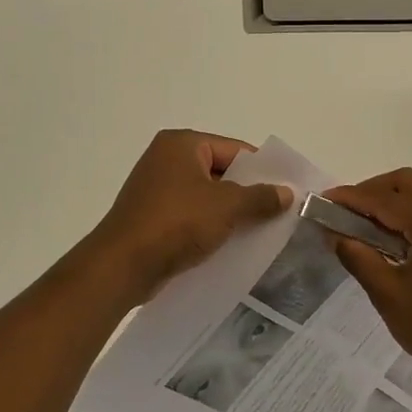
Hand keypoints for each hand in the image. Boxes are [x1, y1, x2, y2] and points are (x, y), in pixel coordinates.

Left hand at [88, 130, 292, 300]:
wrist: (123, 266)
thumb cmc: (176, 223)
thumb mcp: (227, 207)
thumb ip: (260, 197)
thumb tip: (287, 193)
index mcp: (182, 144)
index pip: (235, 149)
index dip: (263, 170)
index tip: (288, 191)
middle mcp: (167, 159)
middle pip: (222, 172)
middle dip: (249, 193)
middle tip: (280, 213)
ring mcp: (157, 189)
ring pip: (208, 197)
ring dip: (231, 213)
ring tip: (262, 232)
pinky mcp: (153, 217)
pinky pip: (192, 216)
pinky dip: (211, 227)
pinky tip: (232, 245)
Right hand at [324, 169, 411, 382]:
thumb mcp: (389, 295)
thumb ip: (359, 258)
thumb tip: (334, 233)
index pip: (386, 199)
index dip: (352, 197)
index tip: (324, 200)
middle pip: (409, 183)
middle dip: (373, 189)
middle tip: (346, 210)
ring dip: (394, 200)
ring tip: (365, 224)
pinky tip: (394, 237)